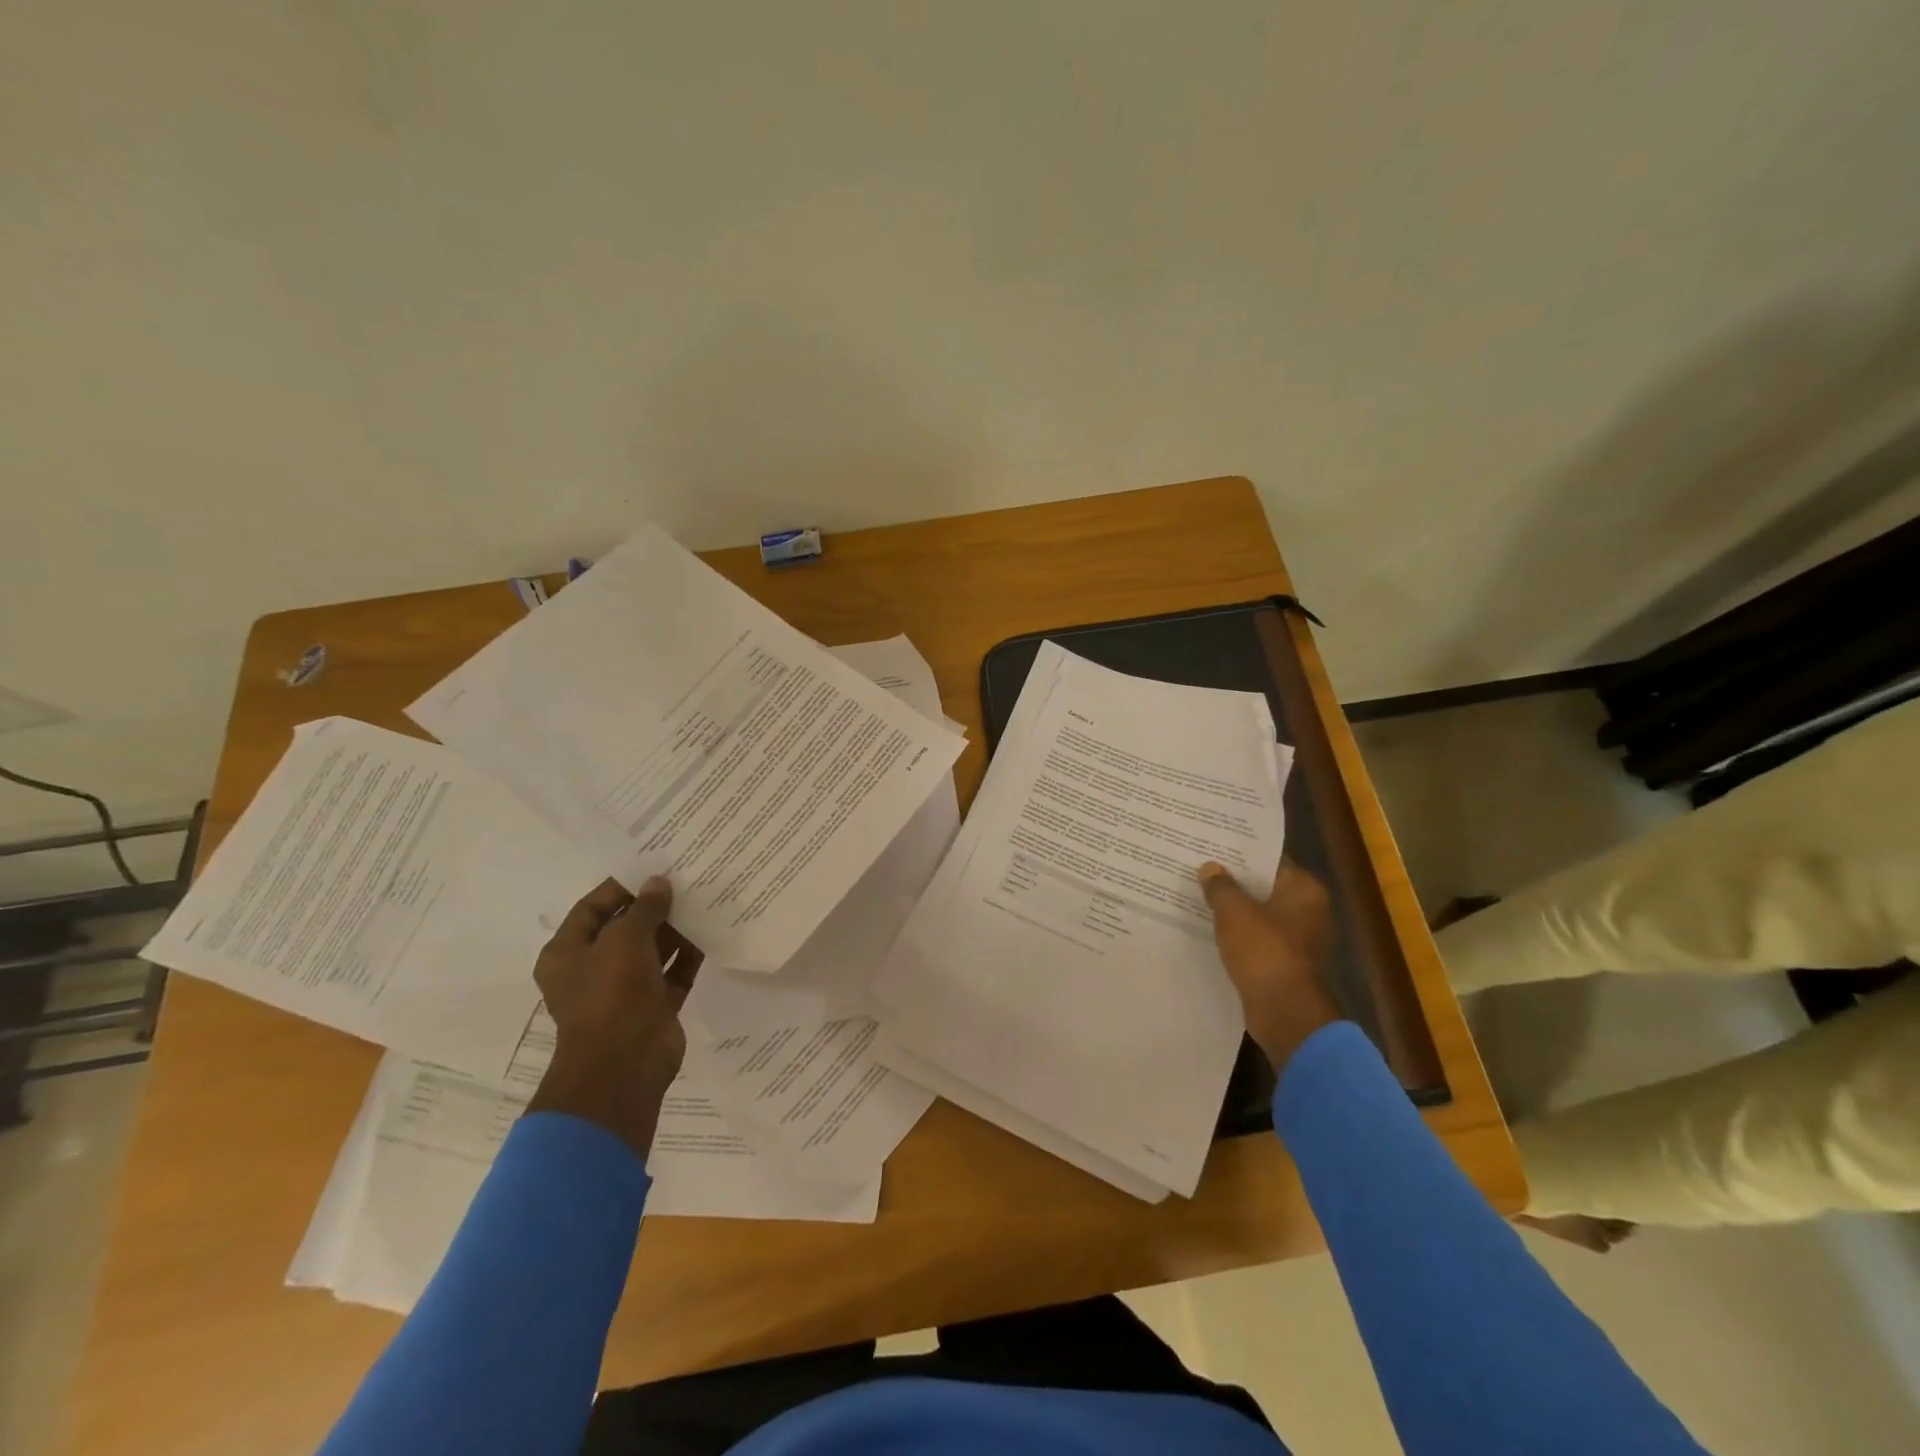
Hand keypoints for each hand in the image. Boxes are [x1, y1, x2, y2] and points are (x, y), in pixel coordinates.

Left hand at [525, 876, 692, 1156]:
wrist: (625, 1066)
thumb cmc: (611, 995)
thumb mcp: (625, 940)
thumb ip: (645, 909)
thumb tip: (659, 883)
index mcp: (567, 953)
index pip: (592, 908)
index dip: (621, 887)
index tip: (653, 867)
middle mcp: (593, 969)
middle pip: (625, 928)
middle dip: (653, 906)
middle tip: (686, 879)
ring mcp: (624, 990)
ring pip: (652, 950)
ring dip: (674, 929)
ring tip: (704, 899)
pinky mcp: (654, 1006)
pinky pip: (673, 972)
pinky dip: (688, 955)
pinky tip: (711, 931)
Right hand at [1199, 859, 1340, 1070]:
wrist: (1284, 1013)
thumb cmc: (1264, 952)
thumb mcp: (1234, 912)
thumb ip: (1220, 886)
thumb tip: (1210, 868)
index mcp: (1305, 890)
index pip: (1271, 860)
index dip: (1241, 852)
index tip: (1213, 845)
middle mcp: (1308, 910)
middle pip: (1264, 886)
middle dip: (1234, 880)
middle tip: (1199, 867)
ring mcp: (1299, 938)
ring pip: (1259, 913)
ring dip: (1234, 909)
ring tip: (1198, 895)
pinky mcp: (1285, 962)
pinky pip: (1257, 938)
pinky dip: (1238, 933)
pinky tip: (1209, 928)